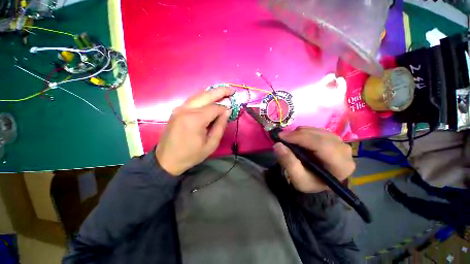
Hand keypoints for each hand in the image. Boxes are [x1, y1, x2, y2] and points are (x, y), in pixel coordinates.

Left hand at [156, 87, 233, 175]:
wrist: (167, 159)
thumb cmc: (191, 154)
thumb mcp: (211, 144)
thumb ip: (220, 126)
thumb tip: (227, 111)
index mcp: (195, 119)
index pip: (215, 108)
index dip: (225, 108)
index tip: (231, 110)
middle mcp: (186, 109)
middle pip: (206, 95)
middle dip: (220, 91)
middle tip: (231, 90)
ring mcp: (180, 108)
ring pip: (199, 95)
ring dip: (212, 93)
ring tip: (223, 93)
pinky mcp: (177, 110)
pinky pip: (193, 100)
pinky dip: (203, 98)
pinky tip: (210, 99)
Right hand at [273, 127, 354, 192]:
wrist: (319, 181)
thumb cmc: (310, 182)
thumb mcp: (297, 179)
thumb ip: (289, 162)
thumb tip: (278, 145)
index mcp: (340, 166)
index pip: (321, 145)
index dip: (299, 138)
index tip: (281, 136)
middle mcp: (344, 151)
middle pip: (319, 136)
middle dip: (298, 134)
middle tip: (282, 137)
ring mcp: (341, 142)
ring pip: (317, 130)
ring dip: (300, 133)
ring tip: (290, 140)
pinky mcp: (334, 138)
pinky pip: (317, 129)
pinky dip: (304, 132)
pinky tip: (298, 138)